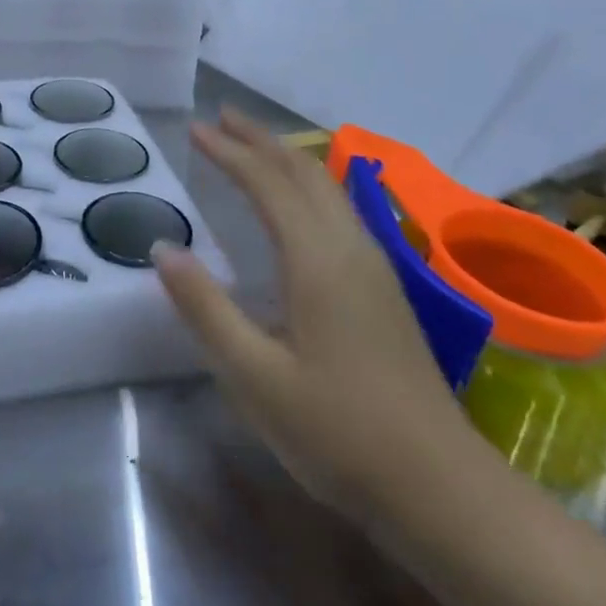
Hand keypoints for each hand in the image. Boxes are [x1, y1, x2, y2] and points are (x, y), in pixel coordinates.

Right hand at [152, 107, 465, 505]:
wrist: (442, 488)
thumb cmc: (339, 433)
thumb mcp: (255, 378)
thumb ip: (205, 308)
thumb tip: (163, 248)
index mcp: (317, 260)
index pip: (267, 184)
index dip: (230, 151)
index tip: (195, 128)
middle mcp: (350, 247)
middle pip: (303, 172)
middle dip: (260, 139)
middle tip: (221, 117)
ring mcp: (375, 266)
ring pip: (327, 187)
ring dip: (286, 157)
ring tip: (252, 145)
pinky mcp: (385, 288)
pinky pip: (340, 208)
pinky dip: (308, 183)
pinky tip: (300, 201)